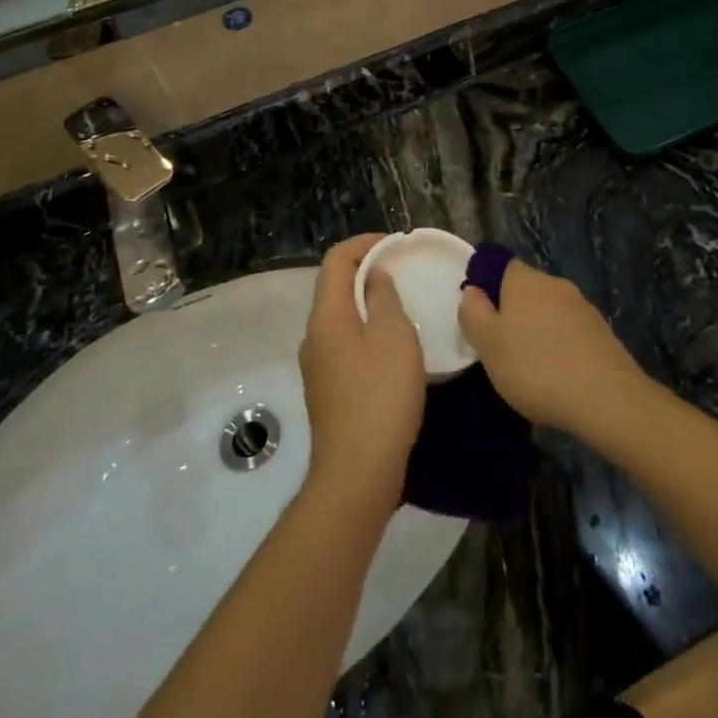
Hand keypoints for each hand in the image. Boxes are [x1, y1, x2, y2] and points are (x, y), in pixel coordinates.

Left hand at [299, 235, 425, 513]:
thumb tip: (374, 278)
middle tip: (403, 273)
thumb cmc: (381, 397)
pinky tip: (393, 350)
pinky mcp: (327, 391)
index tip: (395, 244)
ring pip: (340, 319)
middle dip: (367, 272)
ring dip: (368, 304)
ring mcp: (317, 366)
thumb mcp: (394, 338)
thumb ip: (383, 299)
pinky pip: (345, 345)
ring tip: (403, 308)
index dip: (364, 244)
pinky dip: (366, 332)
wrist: (357, 473)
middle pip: (335, 288)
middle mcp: (313, 337)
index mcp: (326, 317)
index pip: (336, 260)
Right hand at [457, 261, 649, 432]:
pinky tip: (557, 376)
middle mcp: (556, 284)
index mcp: (525, 280)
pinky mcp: (602, 333)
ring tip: (528, 368)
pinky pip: (571, 333)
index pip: (502, 267)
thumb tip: (472, 290)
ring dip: (538, 331)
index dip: (488, 288)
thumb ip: (473, 314)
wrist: (605, 398)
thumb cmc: (535, 367)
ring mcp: (583, 307)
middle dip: (513, 313)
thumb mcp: (488, 345)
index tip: (480, 319)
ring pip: (550, 312)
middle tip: (500, 348)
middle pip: (527, 291)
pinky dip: (560, 347)